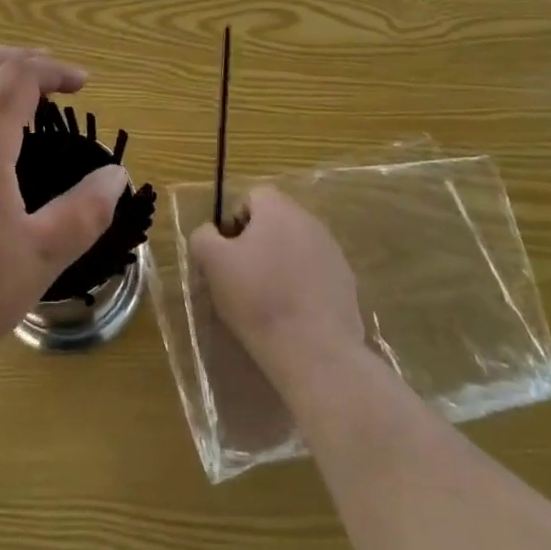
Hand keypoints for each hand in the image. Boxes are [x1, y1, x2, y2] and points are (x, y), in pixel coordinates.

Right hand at [191, 186, 365, 386]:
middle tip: (242, 277)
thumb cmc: (258, 299)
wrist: (315, 352)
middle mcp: (310, 221)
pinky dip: (301, 286)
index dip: (234, 222)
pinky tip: (292, 314)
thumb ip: (203, 237)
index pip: (252, 197)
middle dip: (257, 243)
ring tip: (268, 299)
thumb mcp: (213, 263)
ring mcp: (333, 252)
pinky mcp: (347, 283)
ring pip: (296, 248)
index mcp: (278, 208)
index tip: (227, 255)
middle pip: (276, 222)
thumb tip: (210, 234)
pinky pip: (315, 274)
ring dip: (280, 264)